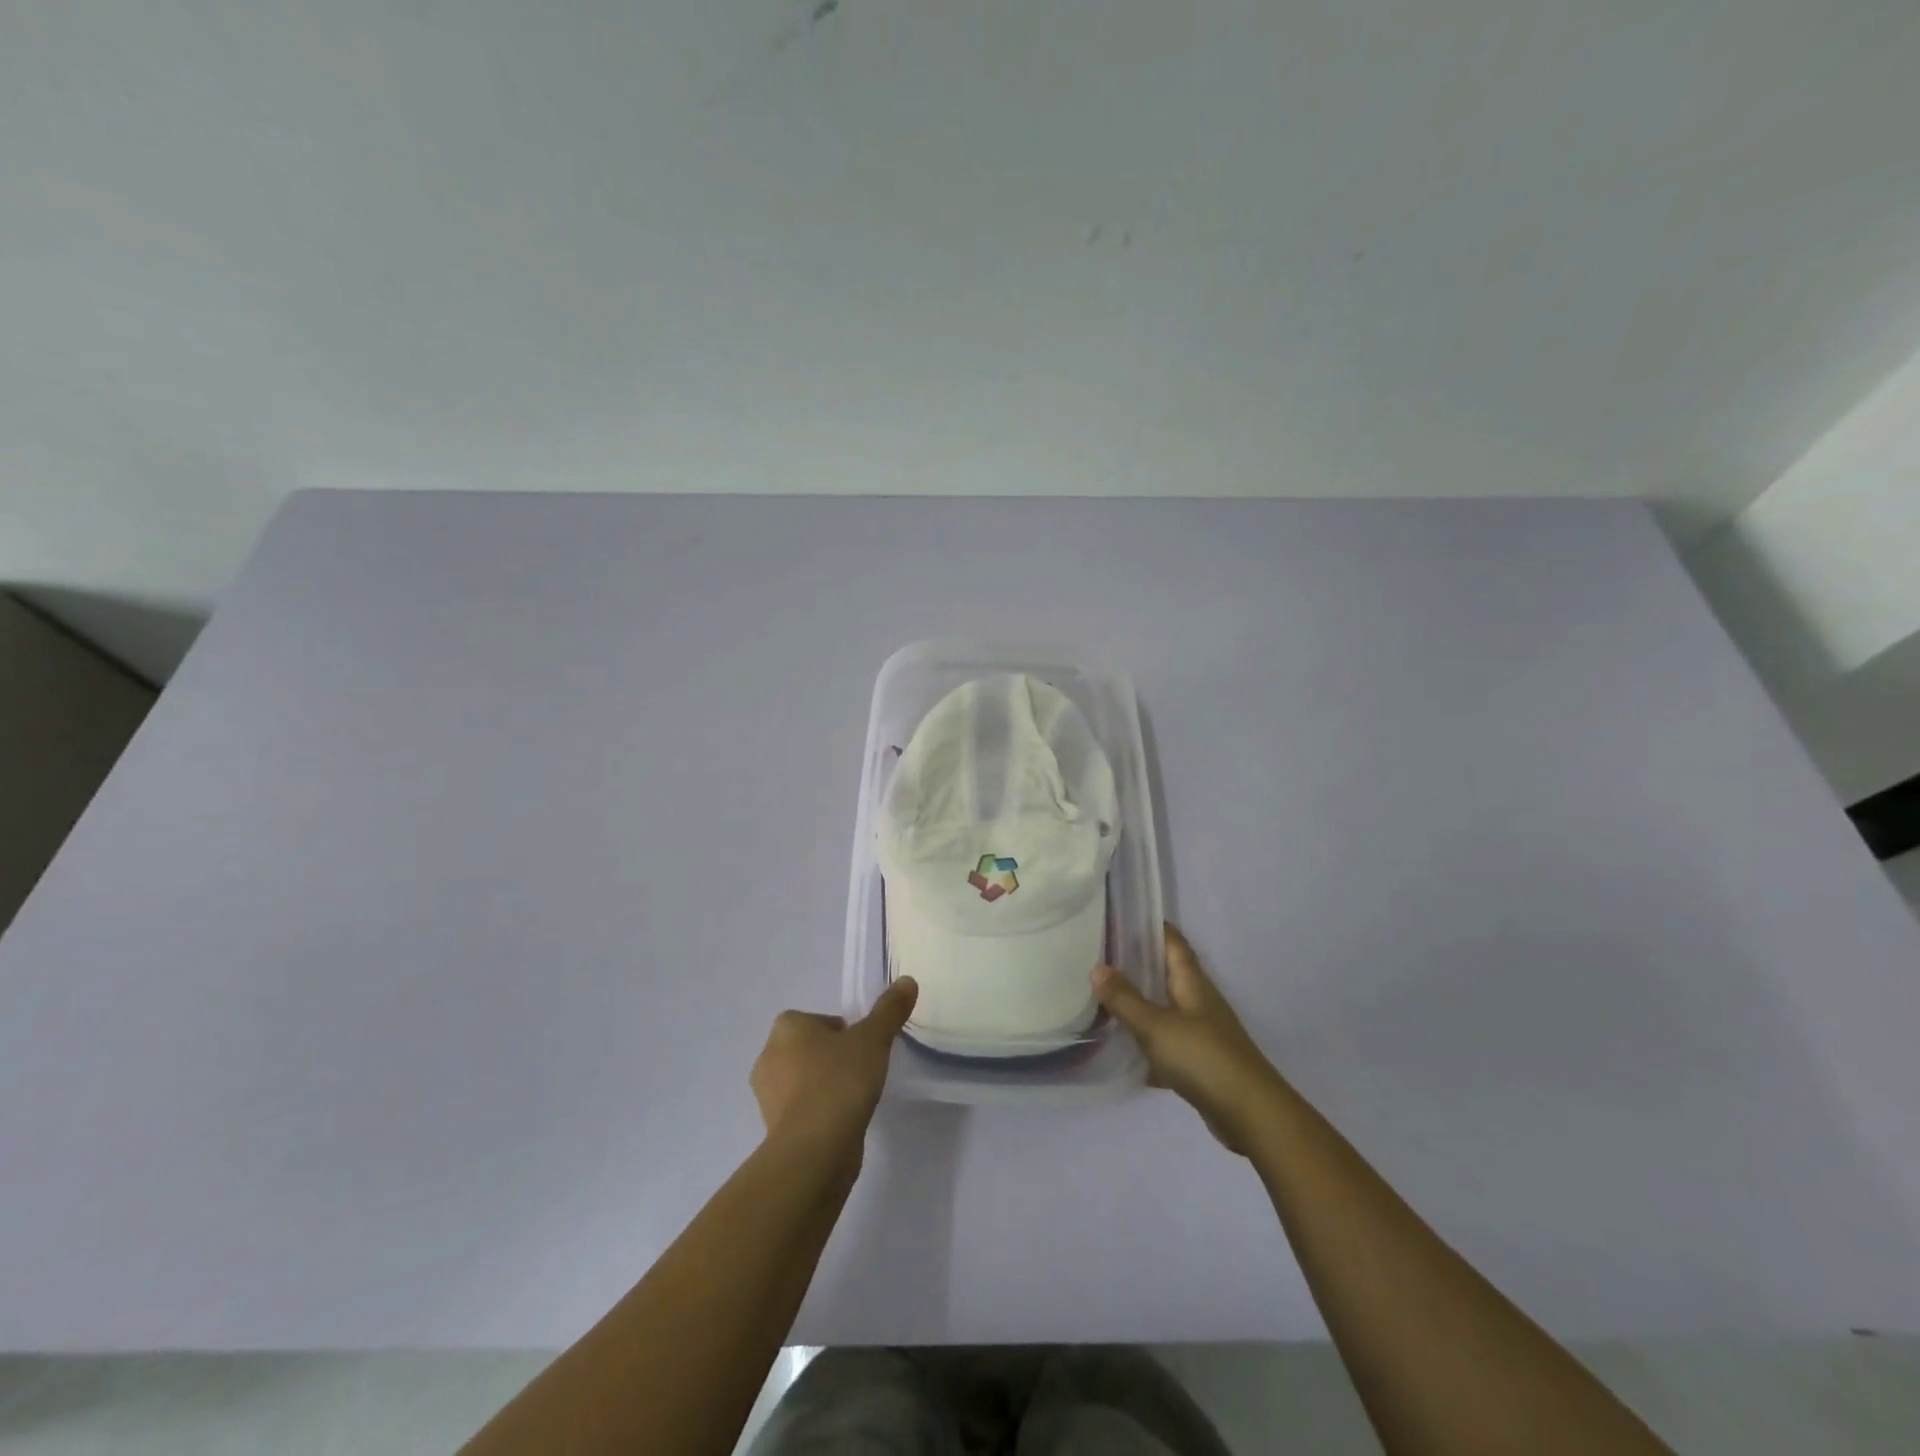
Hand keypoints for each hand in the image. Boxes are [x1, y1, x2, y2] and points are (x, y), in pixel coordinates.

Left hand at [750, 977, 917, 1163]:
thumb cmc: (839, 1081)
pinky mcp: (774, 1129)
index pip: (815, 1020)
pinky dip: (819, 1112)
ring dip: (824, 1085)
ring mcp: (767, 1096)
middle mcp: (769, 1057)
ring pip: (802, 1080)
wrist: (814, 1149)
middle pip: (807, 1049)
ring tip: (854, 1097)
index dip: (839, 1031)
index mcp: (786, 1028)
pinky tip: (842, 1121)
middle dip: (830, 1057)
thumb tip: (907, 981)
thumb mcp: (873, 1039)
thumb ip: (890, 1010)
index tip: (861, 1046)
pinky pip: (801, 1110)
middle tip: (861, 1069)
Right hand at [1093, 925, 1280, 1153]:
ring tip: (1104, 996)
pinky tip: (1124, 1049)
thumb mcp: (1156, 1025)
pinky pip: (1167, 1042)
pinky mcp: (1200, 1063)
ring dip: (1140, 1002)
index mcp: (1192, 982)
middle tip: (1100, 954)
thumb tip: (1097, 967)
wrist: (1250, 1114)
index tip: (1122, 915)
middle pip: (1167, 973)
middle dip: (1138, 963)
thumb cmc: (1203, 1057)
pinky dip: (1147, 1042)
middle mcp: (1199, 1001)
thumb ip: (1126, 998)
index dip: (1152, 926)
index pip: (1173, 942)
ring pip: (1165, 1008)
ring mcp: (1202, 1032)